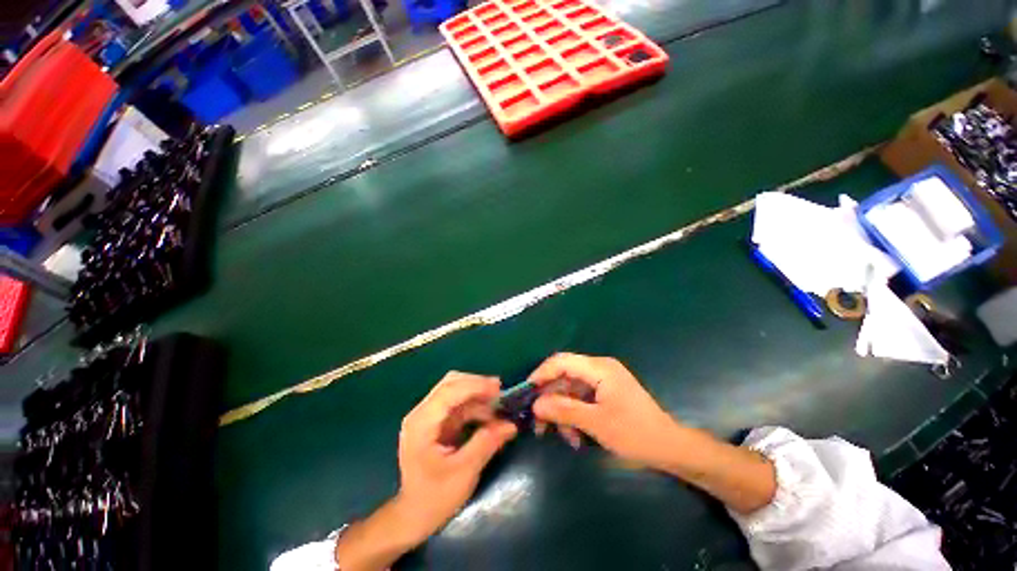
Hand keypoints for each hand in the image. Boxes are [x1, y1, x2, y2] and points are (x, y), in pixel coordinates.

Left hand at [395, 372, 517, 540]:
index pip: (448, 391)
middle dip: (477, 385)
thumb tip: (511, 424)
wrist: (413, 516)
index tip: (499, 389)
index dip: (475, 385)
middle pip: (451, 384)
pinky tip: (490, 415)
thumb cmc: (434, 498)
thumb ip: (486, 443)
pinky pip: (459, 404)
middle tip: (501, 393)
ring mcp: (429, 416)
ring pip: (456, 390)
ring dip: (478, 395)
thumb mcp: (464, 472)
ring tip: (500, 405)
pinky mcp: (437, 421)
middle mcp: (422, 413)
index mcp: (421, 423)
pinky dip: (475, 405)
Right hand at [530, 353, 681, 469]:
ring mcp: (603, 380)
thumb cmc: (635, 434)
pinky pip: (582, 398)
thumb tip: (536, 404)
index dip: (541, 374)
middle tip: (539, 423)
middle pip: (564, 376)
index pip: (561, 362)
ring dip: (564, 412)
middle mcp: (599, 368)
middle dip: (551, 399)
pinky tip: (575, 436)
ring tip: (564, 438)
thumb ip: (564, 410)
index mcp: (599, 368)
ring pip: (571, 390)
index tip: (527, 392)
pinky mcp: (606, 392)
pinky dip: (575, 414)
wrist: (670, 448)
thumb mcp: (596, 423)